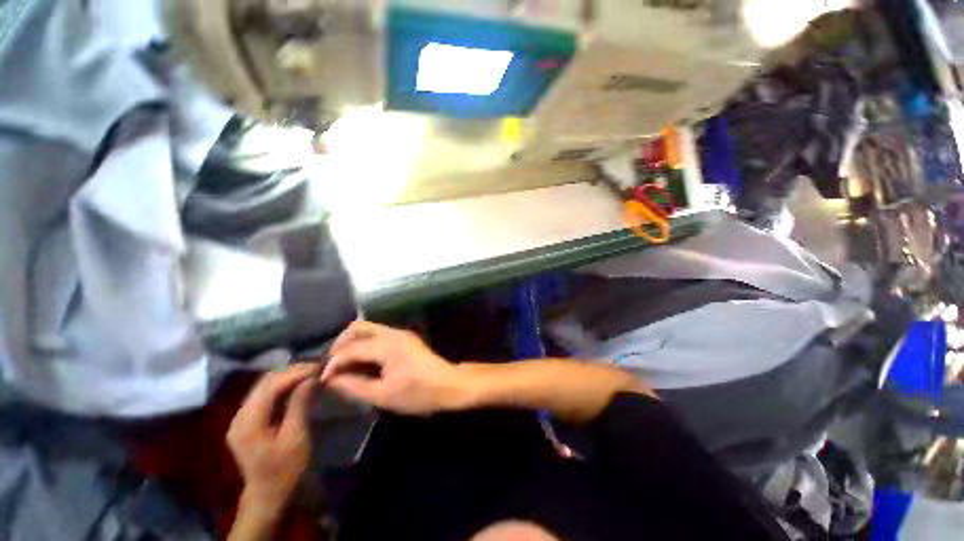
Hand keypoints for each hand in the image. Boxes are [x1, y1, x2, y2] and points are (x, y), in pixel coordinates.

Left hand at [227, 364, 316, 522]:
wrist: (268, 494)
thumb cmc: (285, 469)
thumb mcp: (296, 437)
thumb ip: (300, 405)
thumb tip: (311, 378)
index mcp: (248, 422)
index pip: (270, 386)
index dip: (295, 372)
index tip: (319, 366)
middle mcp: (239, 416)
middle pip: (264, 383)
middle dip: (292, 371)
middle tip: (317, 367)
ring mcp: (240, 418)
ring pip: (263, 386)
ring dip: (287, 376)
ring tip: (310, 372)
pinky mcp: (246, 420)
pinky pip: (264, 395)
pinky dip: (282, 386)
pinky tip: (297, 384)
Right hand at [321, 321, 467, 414]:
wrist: (449, 385)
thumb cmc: (418, 393)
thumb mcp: (383, 395)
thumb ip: (354, 386)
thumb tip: (331, 379)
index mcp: (387, 345)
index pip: (352, 347)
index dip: (333, 362)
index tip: (322, 379)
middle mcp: (393, 333)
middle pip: (359, 327)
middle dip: (341, 344)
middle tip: (332, 366)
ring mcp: (400, 334)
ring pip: (368, 329)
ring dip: (353, 344)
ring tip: (344, 366)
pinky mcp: (404, 339)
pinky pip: (378, 335)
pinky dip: (365, 345)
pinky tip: (362, 363)